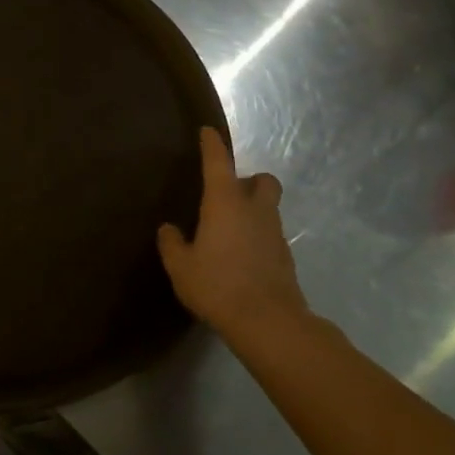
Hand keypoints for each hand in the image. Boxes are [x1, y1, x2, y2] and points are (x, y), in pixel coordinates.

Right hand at [157, 128, 308, 345]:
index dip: (212, 145)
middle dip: (250, 179)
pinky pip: (270, 234)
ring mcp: (275, 233)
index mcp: (225, 203)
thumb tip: (169, 229)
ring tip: (231, 229)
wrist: (269, 322)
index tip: (207, 132)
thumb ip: (172, 244)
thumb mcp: (181, 266)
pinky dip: (258, 236)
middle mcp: (254, 210)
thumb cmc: (218, 285)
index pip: (218, 163)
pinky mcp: (285, 257)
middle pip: (262, 180)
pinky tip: (241, 256)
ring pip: (269, 208)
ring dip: (254, 209)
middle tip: (229, 193)